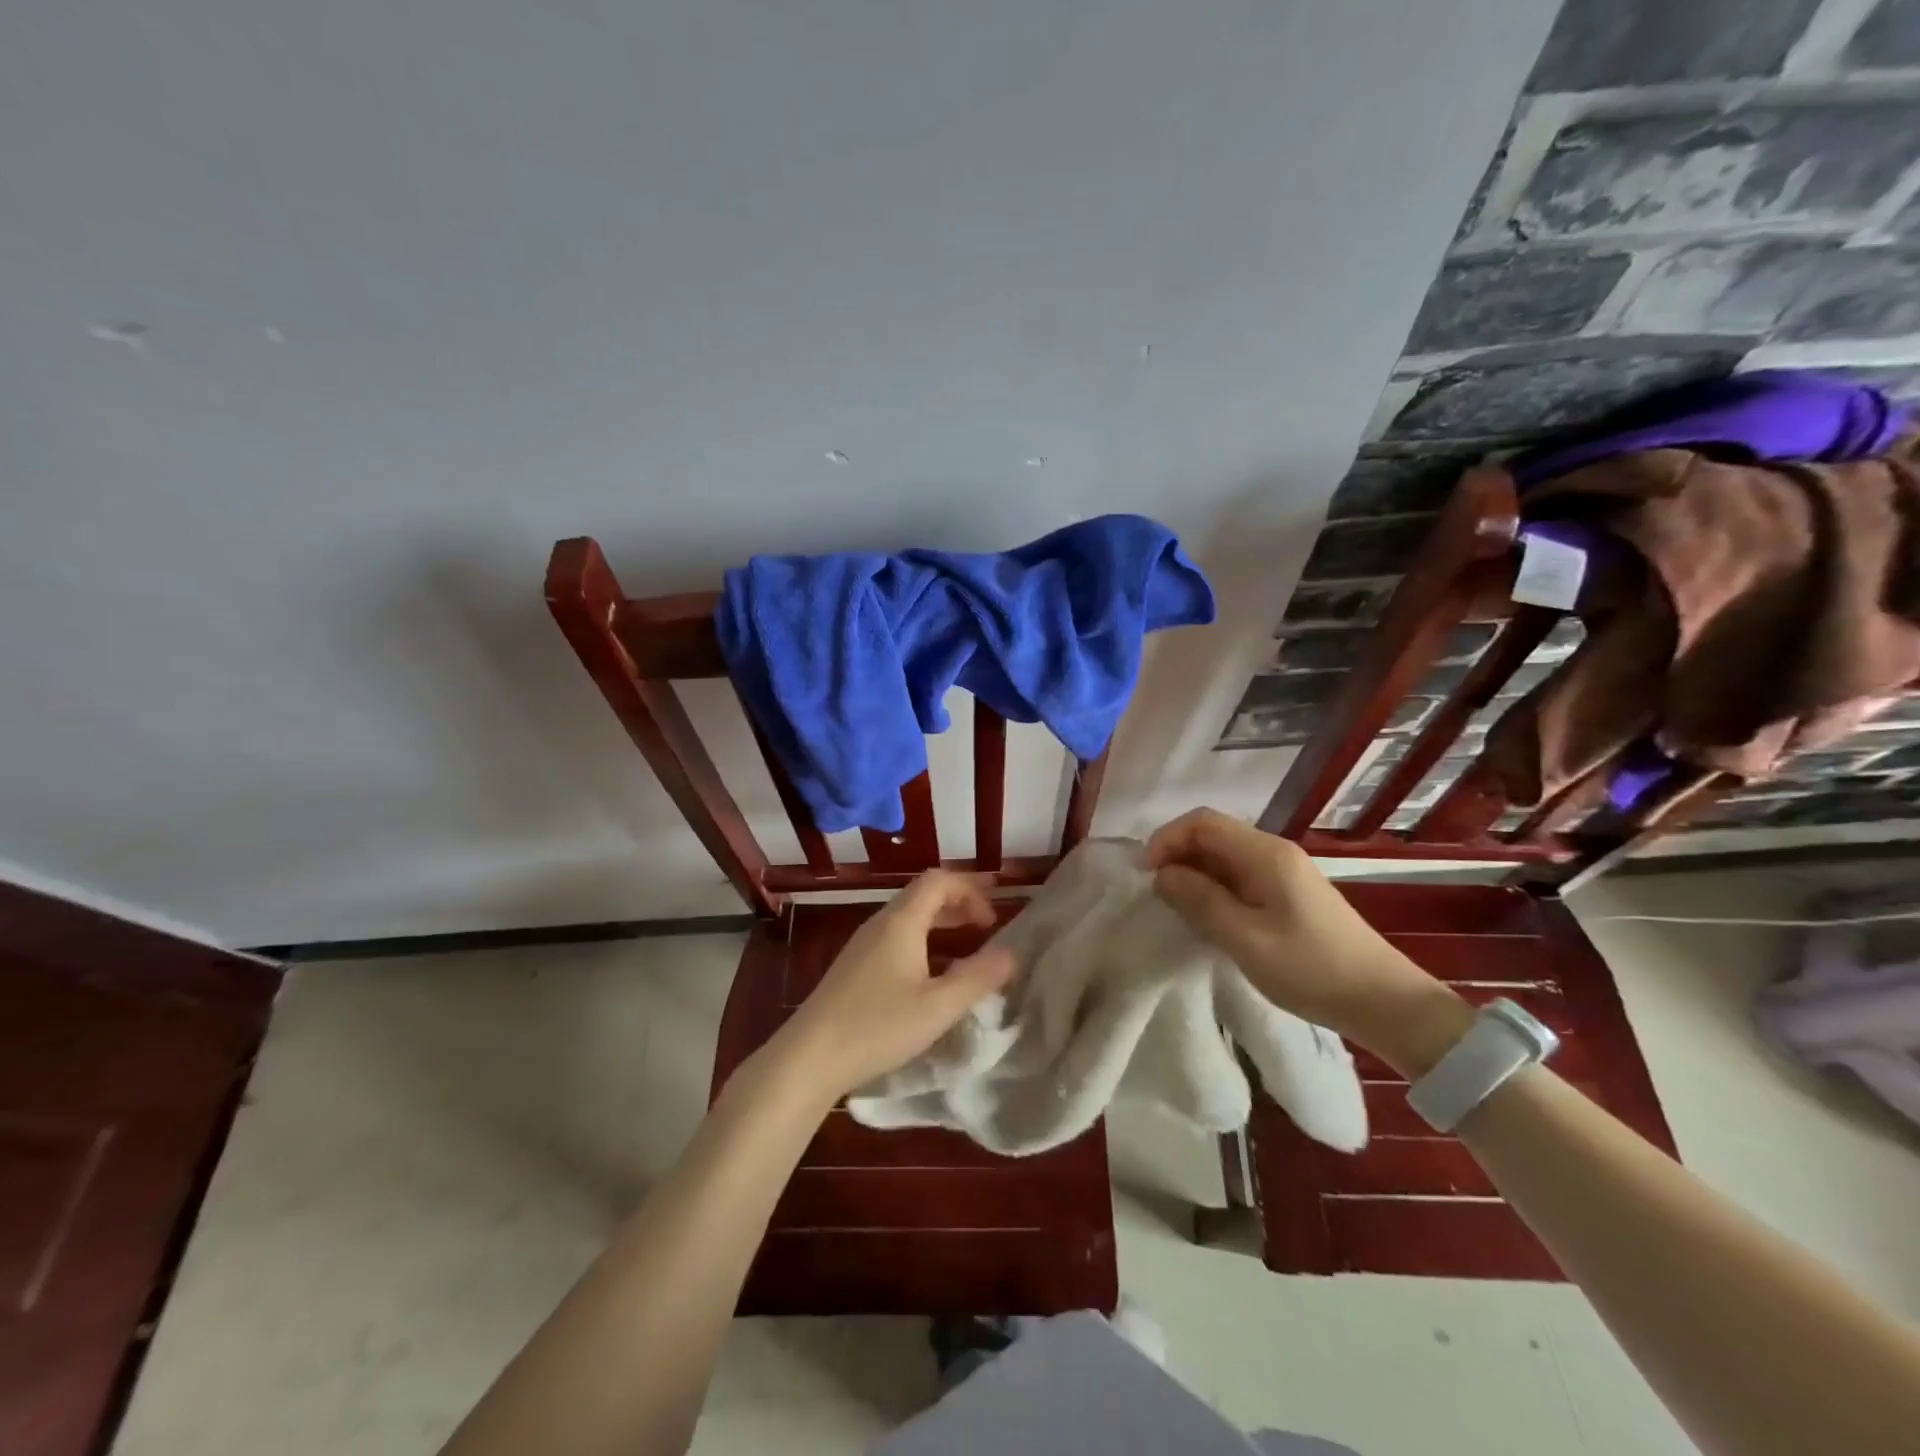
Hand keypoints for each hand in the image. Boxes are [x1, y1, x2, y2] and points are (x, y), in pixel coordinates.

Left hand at [764, 871, 1018, 1105]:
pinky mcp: (854, 966)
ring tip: (966, 941)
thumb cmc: (878, 1026)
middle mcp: (881, 923)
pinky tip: (931, 971)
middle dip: (959, 900)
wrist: (810, 1057)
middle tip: (988, 922)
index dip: (970, 889)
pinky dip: (923, 938)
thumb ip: (978, 978)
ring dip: (941, 920)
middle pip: (923, 894)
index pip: (938, 880)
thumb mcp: (939, 1007)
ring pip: (909, 916)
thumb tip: (1011, 954)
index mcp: (901, 921)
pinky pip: (896, 936)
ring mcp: (863, 944)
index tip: (994, 917)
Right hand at [1146, 808, 1467, 1070]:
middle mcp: (1273, 852)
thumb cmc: (1310, 968)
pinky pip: (1239, 875)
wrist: (1383, 1001)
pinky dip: (1214, 887)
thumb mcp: (1245, 938)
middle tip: (1156, 893)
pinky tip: (1208, 915)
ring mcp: (1284, 872)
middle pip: (1212, 834)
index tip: (1146, 875)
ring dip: (1194, 873)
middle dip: (1177, 855)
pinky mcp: (1288, 893)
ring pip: (1224, 856)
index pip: (1201, 822)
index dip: (1166, 839)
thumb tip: (1162, 874)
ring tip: (1176, 906)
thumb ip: (1200, 901)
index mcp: (1265, 854)